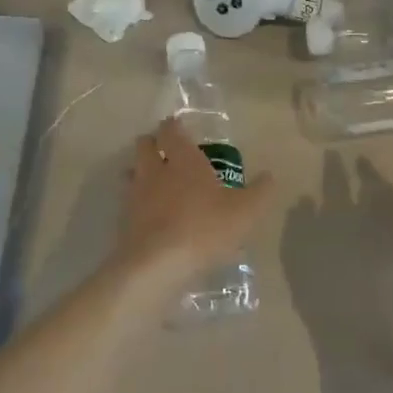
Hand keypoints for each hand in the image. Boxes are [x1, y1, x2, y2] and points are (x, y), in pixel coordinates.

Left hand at [120, 120, 275, 279]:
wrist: (156, 267)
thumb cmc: (204, 228)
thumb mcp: (245, 211)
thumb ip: (260, 192)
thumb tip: (270, 176)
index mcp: (184, 160)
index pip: (171, 131)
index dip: (173, 126)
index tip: (177, 126)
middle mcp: (155, 171)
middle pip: (144, 146)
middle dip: (152, 144)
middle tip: (165, 151)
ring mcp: (135, 197)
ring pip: (132, 174)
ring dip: (140, 173)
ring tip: (155, 183)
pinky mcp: (123, 223)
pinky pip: (128, 204)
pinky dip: (137, 205)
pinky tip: (151, 218)